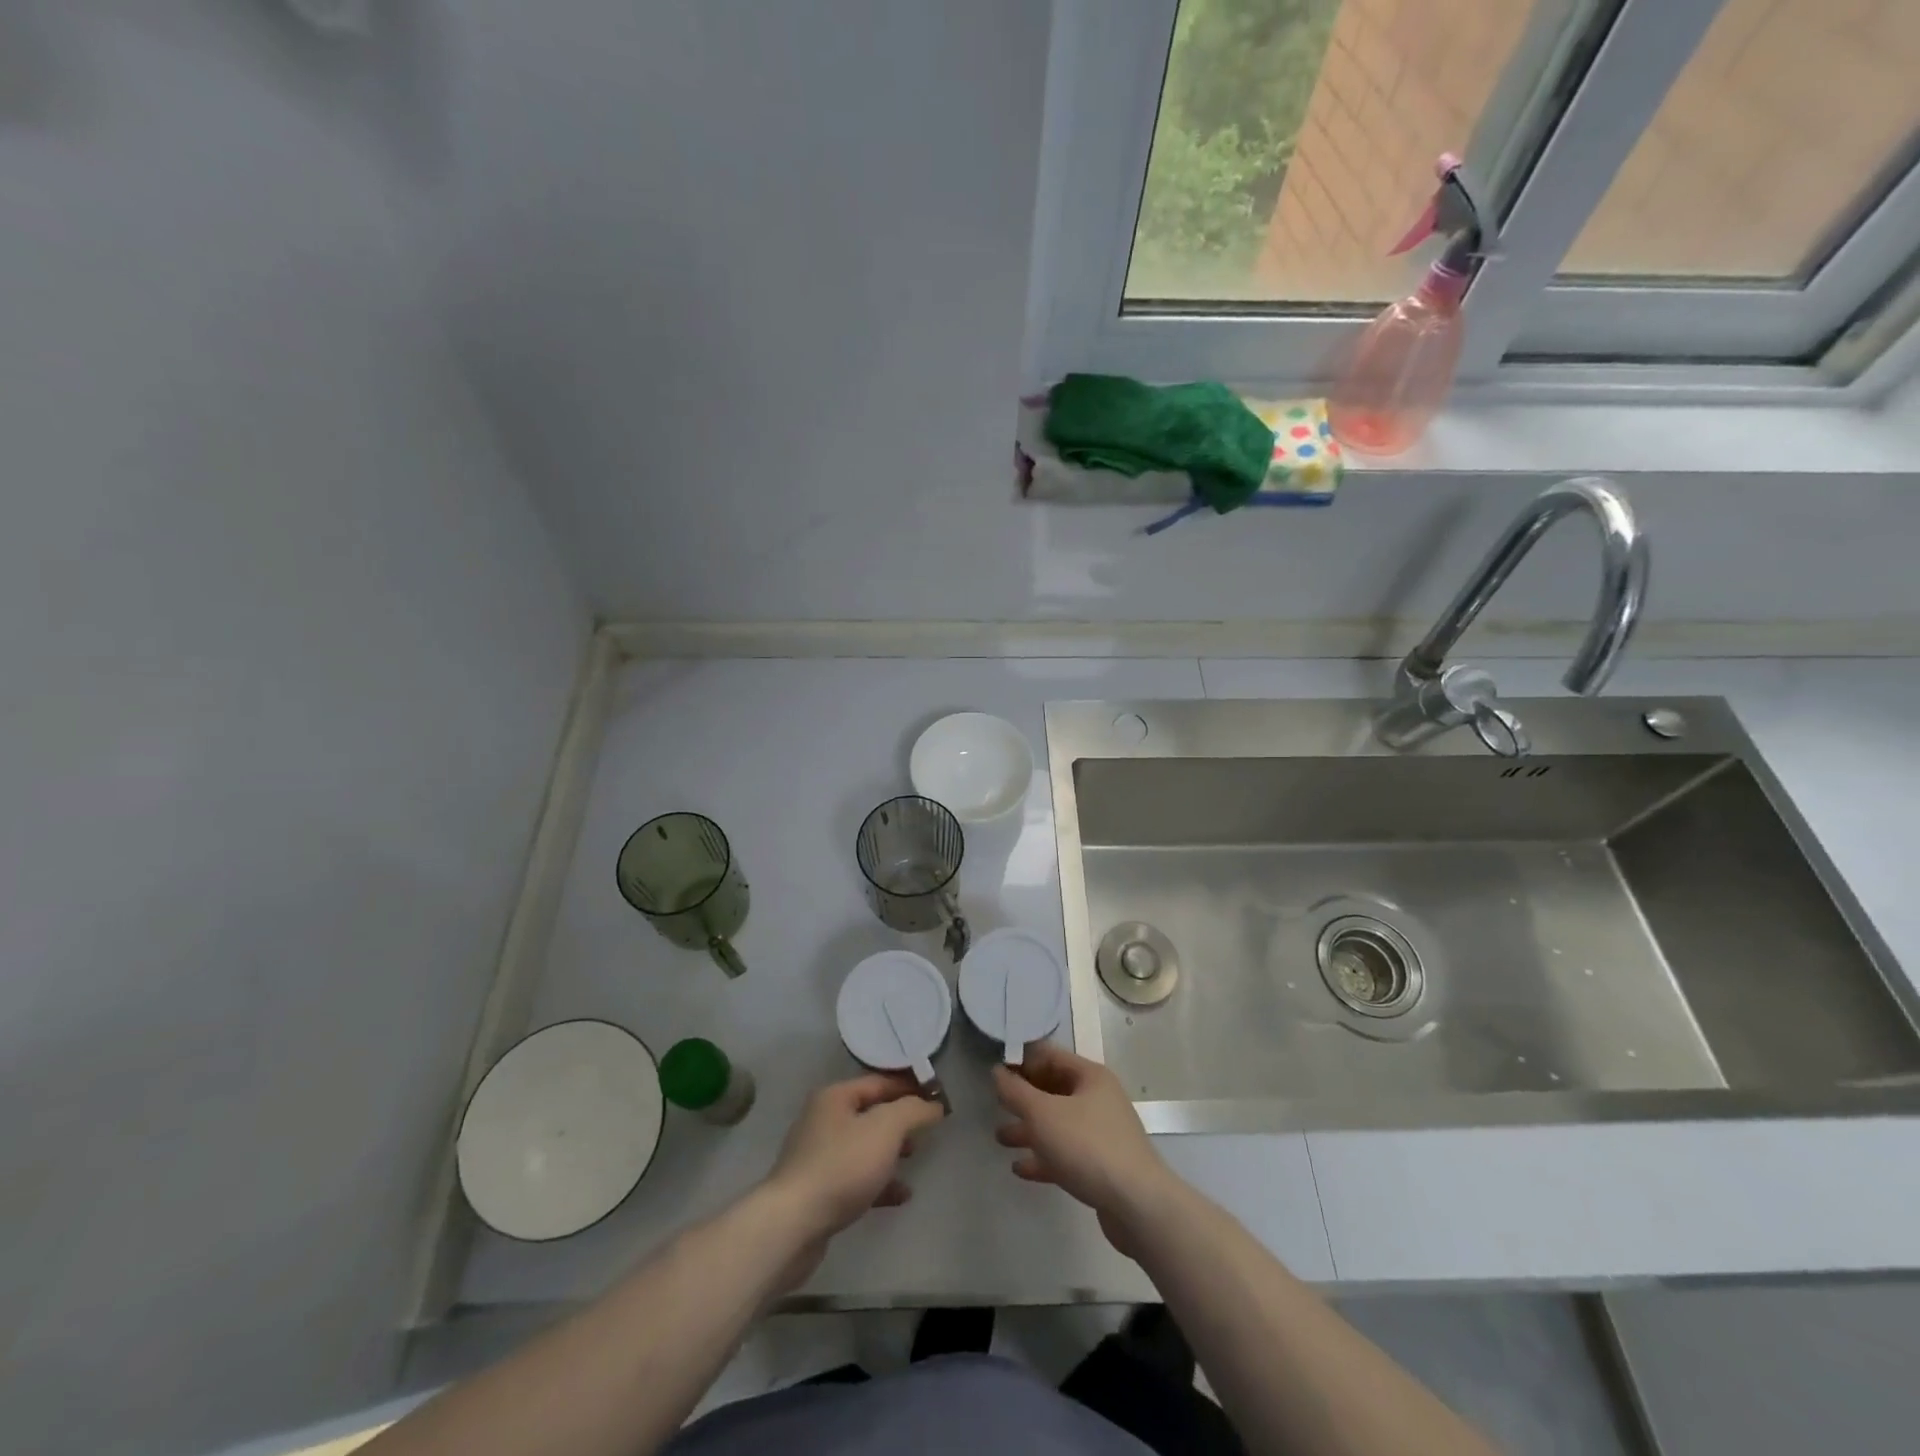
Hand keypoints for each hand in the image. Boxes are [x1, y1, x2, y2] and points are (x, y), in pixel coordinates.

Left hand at [764, 1074, 945, 1243]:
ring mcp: (818, 1156)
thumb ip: (913, 1110)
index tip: (938, 1099)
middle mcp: (823, 1119)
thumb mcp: (885, 1129)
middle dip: (901, 1120)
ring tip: (915, 1159)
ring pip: (864, 1146)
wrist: (792, 1226)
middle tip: (927, 1130)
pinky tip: (900, 1195)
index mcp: (835, 1096)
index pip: (880, 1081)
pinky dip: (879, 1182)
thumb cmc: (842, 1166)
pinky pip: (856, 1177)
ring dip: (891, 1151)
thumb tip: (933, 1104)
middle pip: (870, 1112)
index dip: (910, 1087)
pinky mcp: (818, 1190)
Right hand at [993, 1043, 1175, 1254]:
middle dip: (1024, 1098)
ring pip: (1058, 1124)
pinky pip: (1066, 1153)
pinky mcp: (1101, 1166)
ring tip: (1000, 1139)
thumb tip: (997, 1071)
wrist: (1138, 1205)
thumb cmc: (1087, 1146)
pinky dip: (1043, 1157)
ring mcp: (1101, 1133)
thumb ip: (1016, 1091)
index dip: (1022, 1061)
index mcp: (1090, 1076)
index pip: (1050, 1056)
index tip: (996, 1073)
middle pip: (1054, 1090)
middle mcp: (1098, 1099)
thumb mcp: (1043, 1114)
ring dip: (1029, 1129)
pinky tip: (1020, 1169)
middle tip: (995, 1105)